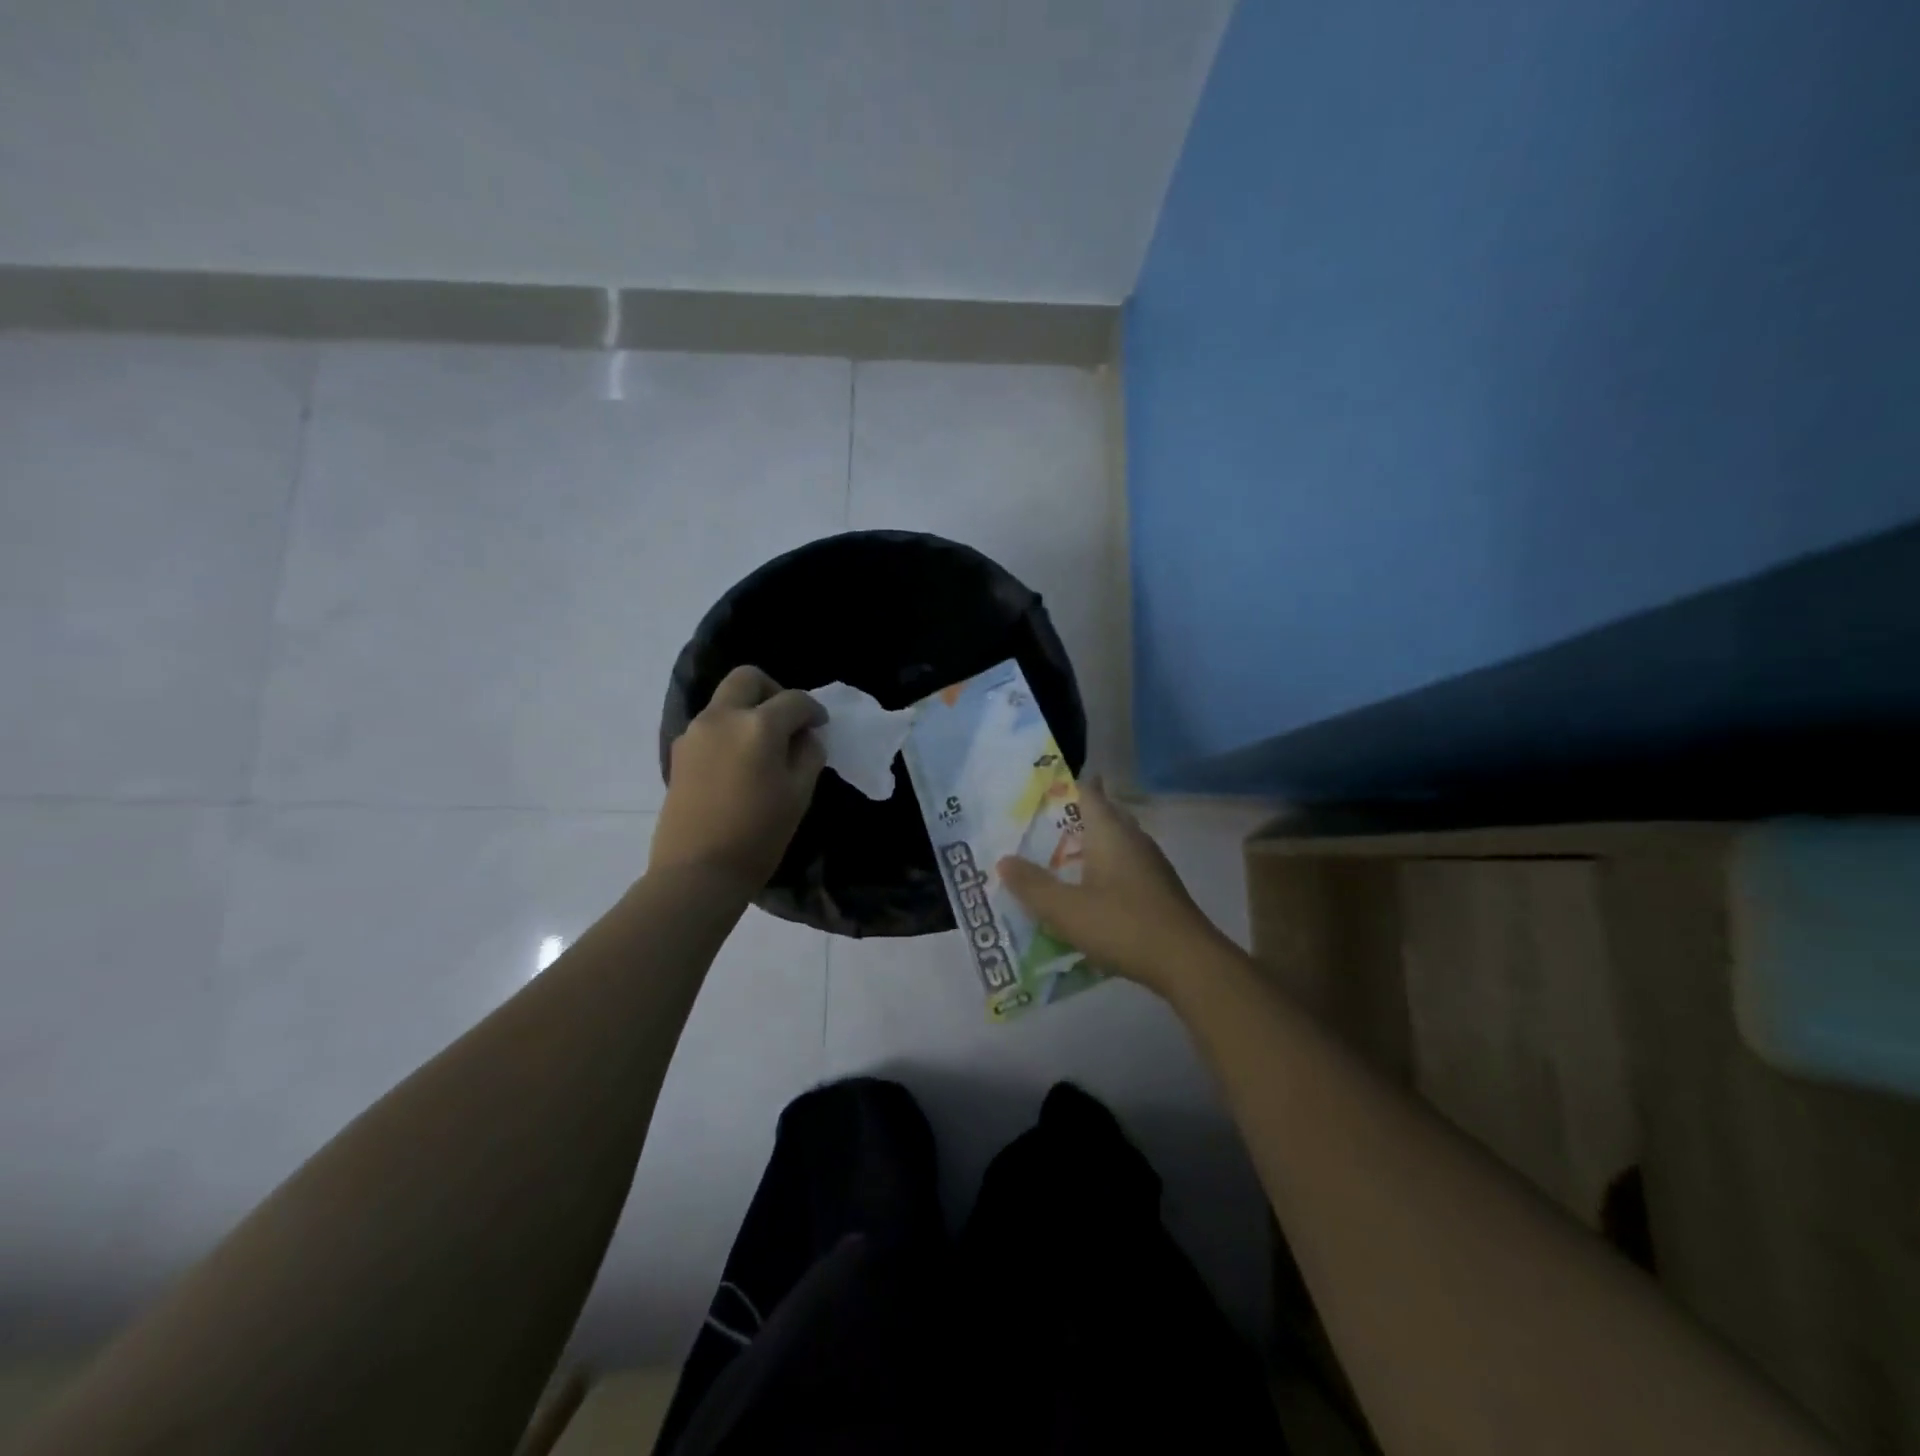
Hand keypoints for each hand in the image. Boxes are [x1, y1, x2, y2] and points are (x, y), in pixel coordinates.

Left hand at [654, 666, 826, 889]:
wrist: (697, 871)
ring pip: (725, 700)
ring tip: (764, 746)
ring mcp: (695, 733)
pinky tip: (740, 763)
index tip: (820, 726)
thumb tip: (806, 736)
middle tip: (787, 721)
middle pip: (748, 678)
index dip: (813, 710)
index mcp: (758, 726)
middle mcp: (722, 717)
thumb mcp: (799, 795)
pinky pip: (710, 724)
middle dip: (773, 691)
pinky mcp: (679, 752)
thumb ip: (808, 755)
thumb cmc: (758, 835)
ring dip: (748, 710)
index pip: (794, 700)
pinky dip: (729, 729)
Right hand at [997, 778, 1231, 998]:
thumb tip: (1003, 860)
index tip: (1037, 788)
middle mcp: (1133, 839)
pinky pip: (1123, 866)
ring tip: (1056, 858)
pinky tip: (1087, 892)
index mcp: (1111, 831)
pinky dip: (1102, 870)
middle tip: (1038, 824)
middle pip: (1101, 815)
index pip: (1087, 791)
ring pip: (1114, 842)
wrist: (1188, 963)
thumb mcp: (1066, 910)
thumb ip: (1033, 885)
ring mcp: (1150, 864)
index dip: (1063, 785)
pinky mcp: (1158, 889)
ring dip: (1087, 846)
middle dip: (1072, 817)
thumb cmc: (1124, 925)